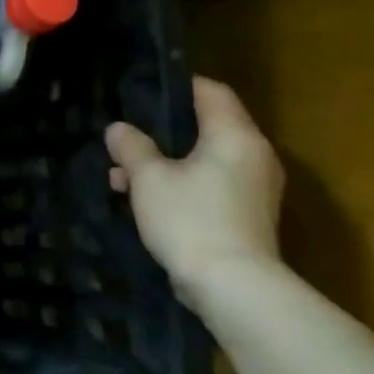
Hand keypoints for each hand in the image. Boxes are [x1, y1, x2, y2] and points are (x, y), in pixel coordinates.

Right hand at [105, 77, 284, 303]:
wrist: (233, 287)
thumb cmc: (190, 218)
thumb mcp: (148, 178)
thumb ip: (132, 147)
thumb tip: (119, 129)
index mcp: (235, 137)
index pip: (211, 92)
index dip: (176, 87)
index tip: (140, 91)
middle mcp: (253, 156)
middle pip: (206, 127)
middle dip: (160, 131)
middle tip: (123, 138)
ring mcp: (254, 188)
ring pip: (203, 158)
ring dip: (164, 162)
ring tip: (122, 176)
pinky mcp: (246, 214)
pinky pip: (209, 183)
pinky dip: (179, 183)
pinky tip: (144, 199)